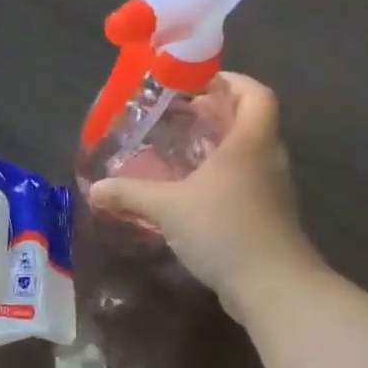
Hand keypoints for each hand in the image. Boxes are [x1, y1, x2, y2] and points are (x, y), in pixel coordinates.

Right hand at [89, 73, 322, 315]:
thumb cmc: (224, 229)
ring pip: (247, 156)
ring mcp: (273, 190)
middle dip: (217, 115)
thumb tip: (95, 189)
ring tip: (182, 155)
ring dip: (219, 150)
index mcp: (251, 141)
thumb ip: (131, 194)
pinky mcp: (268, 218)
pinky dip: (221, 181)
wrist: (272, 285)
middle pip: (250, 122)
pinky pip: (244, 185)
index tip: (199, 84)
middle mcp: (268, 159)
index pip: (254, 93)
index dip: (231, 81)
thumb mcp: (169, 208)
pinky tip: (193, 196)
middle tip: (180, 118)